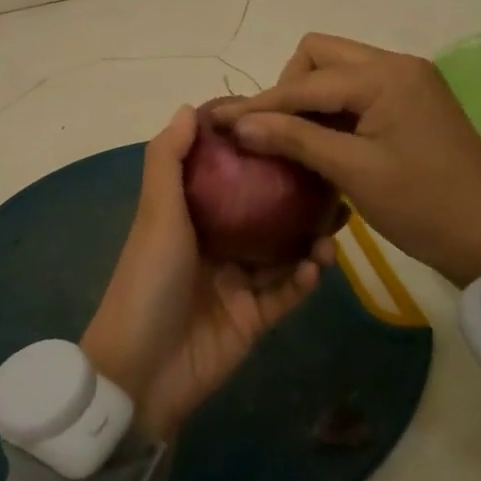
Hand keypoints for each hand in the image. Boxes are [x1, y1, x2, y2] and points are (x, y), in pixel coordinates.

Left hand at [82, 106, 328, 441]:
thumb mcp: (156, 214)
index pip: (227, 172)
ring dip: (310, 236)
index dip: (252, 149)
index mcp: (191, 215)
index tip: (286, 123)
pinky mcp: (255, 318)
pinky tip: (321, 265)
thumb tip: (189, 108)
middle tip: (332, 175)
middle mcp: (217, 243)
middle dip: (296, 193)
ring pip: (284, 250)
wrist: (142, 372)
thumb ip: (169, 161)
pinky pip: (288, 292)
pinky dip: (305, 278)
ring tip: (338, 222)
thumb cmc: (148, 280)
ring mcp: (238, 281)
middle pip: (264, 210)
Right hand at [216, 33, 480, 285]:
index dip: (261, 103)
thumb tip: (239, 124)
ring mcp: (411, 80)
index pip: (305, 81)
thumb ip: (294, 140)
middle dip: (289, 86)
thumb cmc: (423, 206)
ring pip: (340, 68)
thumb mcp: (353, 172)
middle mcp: (398, 64)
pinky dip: (336, 106)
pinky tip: (325, 139)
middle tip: (276, 130)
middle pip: (321, 54)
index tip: (222, 122)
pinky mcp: (416, 99)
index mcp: (385, 76)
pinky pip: (361, 87)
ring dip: (312, 95)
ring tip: (296, 137)